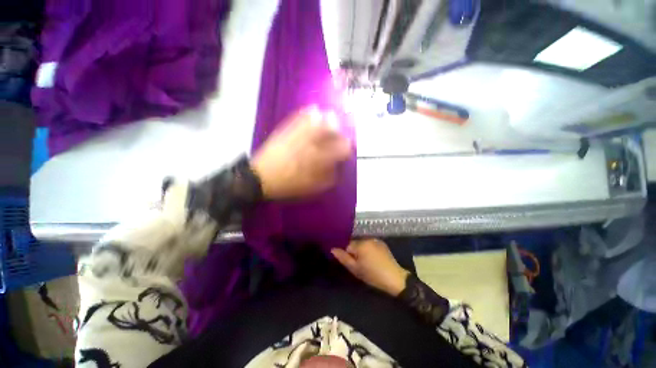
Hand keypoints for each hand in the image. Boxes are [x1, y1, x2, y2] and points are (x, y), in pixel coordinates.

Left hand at [251, 106, 351, 199]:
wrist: (261, 177)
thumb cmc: (288, 185)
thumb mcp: (311, 187)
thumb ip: (327, 178)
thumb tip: (336, 169)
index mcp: (318, 159)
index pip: (340, 148)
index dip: (346, 148)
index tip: (346, 151)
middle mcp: (310, 143)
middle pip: (331, 129)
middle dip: (338, 131)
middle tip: (337, 136)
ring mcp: (297, 134)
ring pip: (317, 119)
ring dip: (327, 119)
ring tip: (330, 121)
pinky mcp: (286, 129)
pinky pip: (300, 116)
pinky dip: (309, 112)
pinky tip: (314, 111)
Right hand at [331, 239, 409, 296]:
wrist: (395, 279)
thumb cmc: (373, 275)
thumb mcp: (356, 269)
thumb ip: (343, 258)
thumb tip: (332, 249)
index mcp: (360, 244)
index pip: (346, 245)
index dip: (346, 253)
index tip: (350, 262)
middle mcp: (367, 238)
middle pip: (355, 243)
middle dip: (354, 251)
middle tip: (358, 264)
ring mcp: (375, 240)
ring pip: (362, 243)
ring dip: (361, 250)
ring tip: (366, 262)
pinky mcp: (382, 243)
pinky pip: (370, 244)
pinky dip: (369, 249)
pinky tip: (373, 259)